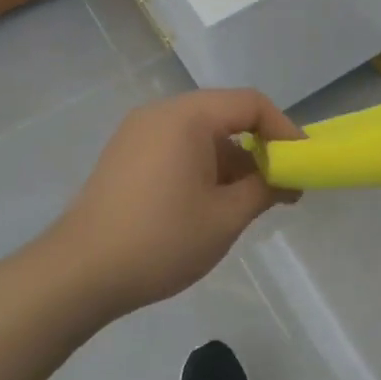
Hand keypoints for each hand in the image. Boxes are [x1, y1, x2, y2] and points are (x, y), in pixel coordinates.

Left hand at [52, 90, 303, 314]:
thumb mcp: (226, 217)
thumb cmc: (160, 240)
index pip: (251, 104)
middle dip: (261, 147)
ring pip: (203, 133)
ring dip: (234, 160)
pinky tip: (215, 202)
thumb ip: (265, 188)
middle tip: (283, 183)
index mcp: (187, 117)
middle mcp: (161, 113)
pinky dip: (206, 165)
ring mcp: (139, 133)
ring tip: (253, 201)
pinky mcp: (126, 155)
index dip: (285, 129)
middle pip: (227, 114)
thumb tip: (287, 177)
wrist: (77, 275)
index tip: (303, 162)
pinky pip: (179, 146)